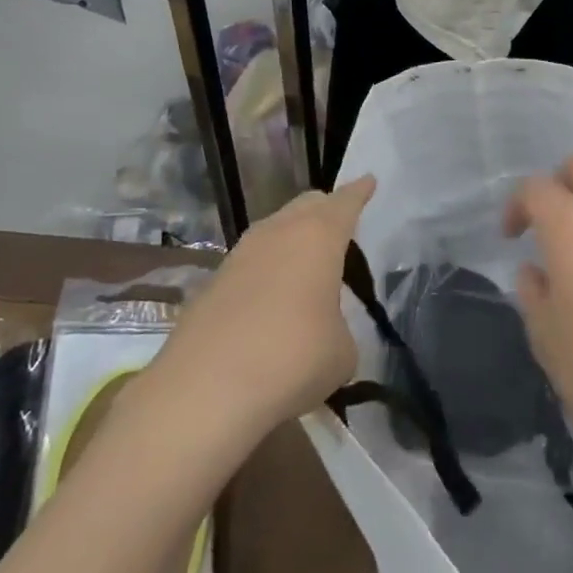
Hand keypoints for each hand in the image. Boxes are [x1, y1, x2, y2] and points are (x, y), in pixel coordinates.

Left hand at [160, 177, 375, 430]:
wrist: (204, 392)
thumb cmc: (293, 360)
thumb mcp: (342, 351)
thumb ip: (339, 326)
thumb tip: (322, 328)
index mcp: (318, 237)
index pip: (345, 202)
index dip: (359, 192)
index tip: (368, 180)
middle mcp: (277, 234)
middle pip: (305, 205)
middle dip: (325, 209)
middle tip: (340, 222)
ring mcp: (239, 256)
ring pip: (273, 230)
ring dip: (292, 238)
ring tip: (307, 261)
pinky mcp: (211, 284)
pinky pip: (250, 262)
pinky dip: (267, 269)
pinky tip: (272, 297)